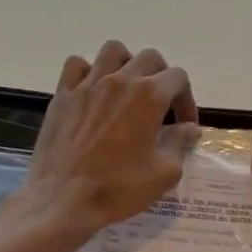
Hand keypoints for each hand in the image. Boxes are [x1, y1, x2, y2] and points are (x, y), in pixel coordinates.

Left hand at [18, 41, 200, 238]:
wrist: (62, 200)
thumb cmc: (118, 188)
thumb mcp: (164, 173)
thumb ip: (180, 144)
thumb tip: (189, 128)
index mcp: (149, 96)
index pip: (178, 78)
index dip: (187, 100)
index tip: (184, 125)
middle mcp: (120, 80)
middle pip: (150, 58)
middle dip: (162, 77)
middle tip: (161, 105)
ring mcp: (88, 84)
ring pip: (113, 51)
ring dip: (127, 64)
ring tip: (128, 88)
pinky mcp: (63, 94)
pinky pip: (77, 65)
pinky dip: (88, 71)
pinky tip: (93, 92)